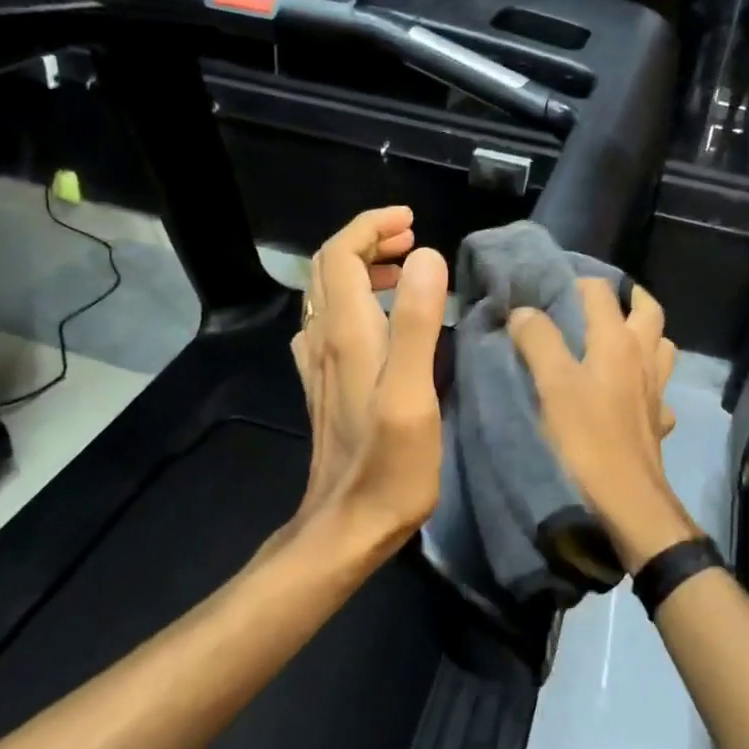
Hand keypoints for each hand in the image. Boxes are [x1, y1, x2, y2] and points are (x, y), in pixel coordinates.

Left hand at [286, 207, 449, 571]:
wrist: (346, 526)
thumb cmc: (389, 464)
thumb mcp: (413, 393)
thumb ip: (419, 322)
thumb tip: (428, 256)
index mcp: (346, 333)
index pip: (340, 253)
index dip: (371, 227)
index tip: (412, 222)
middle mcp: (324, 340)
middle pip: (329, 268)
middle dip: (368, 241)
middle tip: (413, 241)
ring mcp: (320, 365)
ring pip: (328, 295)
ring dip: (362, 269)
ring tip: (406, 271)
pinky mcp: (325, 386)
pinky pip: (331, 324)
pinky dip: (357, 301)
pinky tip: (382, 321)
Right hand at [508, 280, 694, 572]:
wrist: (627, 501)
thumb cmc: (586, 439)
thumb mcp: (552, 385)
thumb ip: (538, 340)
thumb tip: (523, 311)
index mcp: (617, 342)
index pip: (601, 292)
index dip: (577, 282)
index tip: (552, 285)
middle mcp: (643, 359)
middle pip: (648, 311)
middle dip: (628, 297)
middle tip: (600, 299)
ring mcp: (655, 392)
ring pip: (662, 348)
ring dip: (645, 336)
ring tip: (619, 340)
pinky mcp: (656, 422)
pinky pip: (659, 393)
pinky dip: (648, 385)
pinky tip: (631, 395)